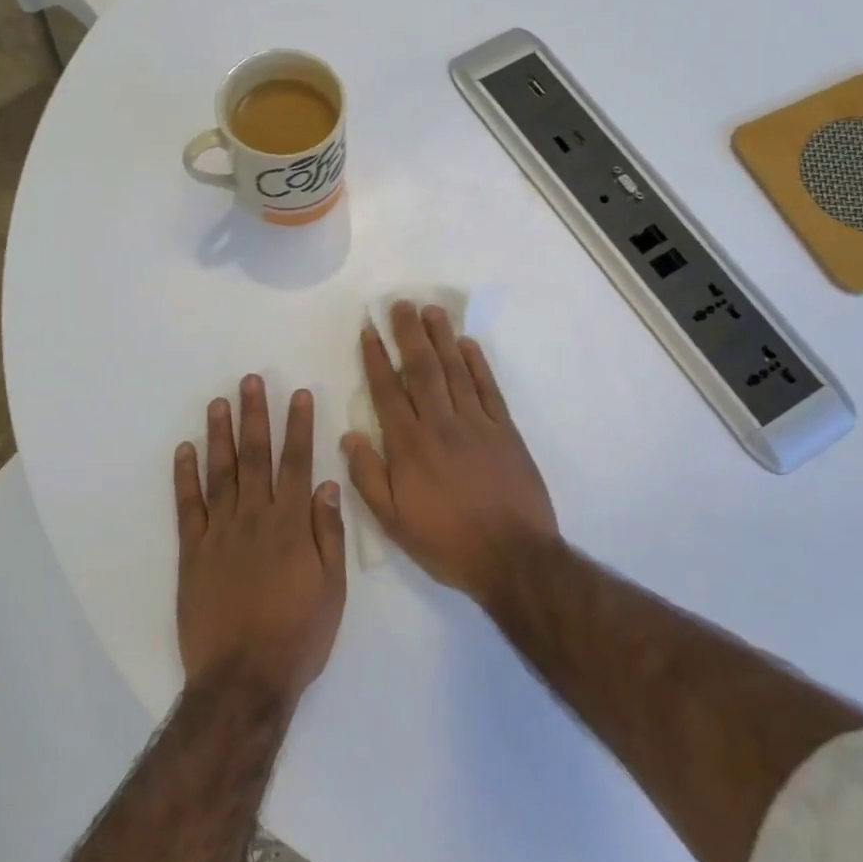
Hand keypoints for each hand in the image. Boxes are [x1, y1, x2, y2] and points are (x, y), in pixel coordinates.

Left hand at [175, 376, 347, 710]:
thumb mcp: (332, 590)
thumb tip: (327, 485)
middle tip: (250, 380)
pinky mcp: (192, 551)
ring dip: (219, 434)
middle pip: (256, 457)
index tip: (298, 395)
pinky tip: (185, 450)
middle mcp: (255, 518)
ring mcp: (220, 532)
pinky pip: (188, 506)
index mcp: (292, 526)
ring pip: (220, 472)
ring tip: (218, 402)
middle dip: (255, 416)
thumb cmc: (298, 637)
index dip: (298, 427)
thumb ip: (329, 535)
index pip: (297, 464)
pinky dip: (185, 476)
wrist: (244, 679)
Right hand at [342, 301, 558, 602]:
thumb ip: (368, 476)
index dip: (376, 358)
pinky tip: (467, 344)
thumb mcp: (393, 521)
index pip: (387, 391)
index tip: (369, 329)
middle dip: (409, 334)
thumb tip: (349, 435)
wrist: (513, 557)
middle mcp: (440, 424)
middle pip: (421, 369)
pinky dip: (477, 364)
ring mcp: (477, 424)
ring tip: (431, 311)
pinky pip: (489, 389)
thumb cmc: (446, 542)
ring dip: (442, 338)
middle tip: (401, 304)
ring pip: (455, 371)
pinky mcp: (505, 431)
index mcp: (409, 445)